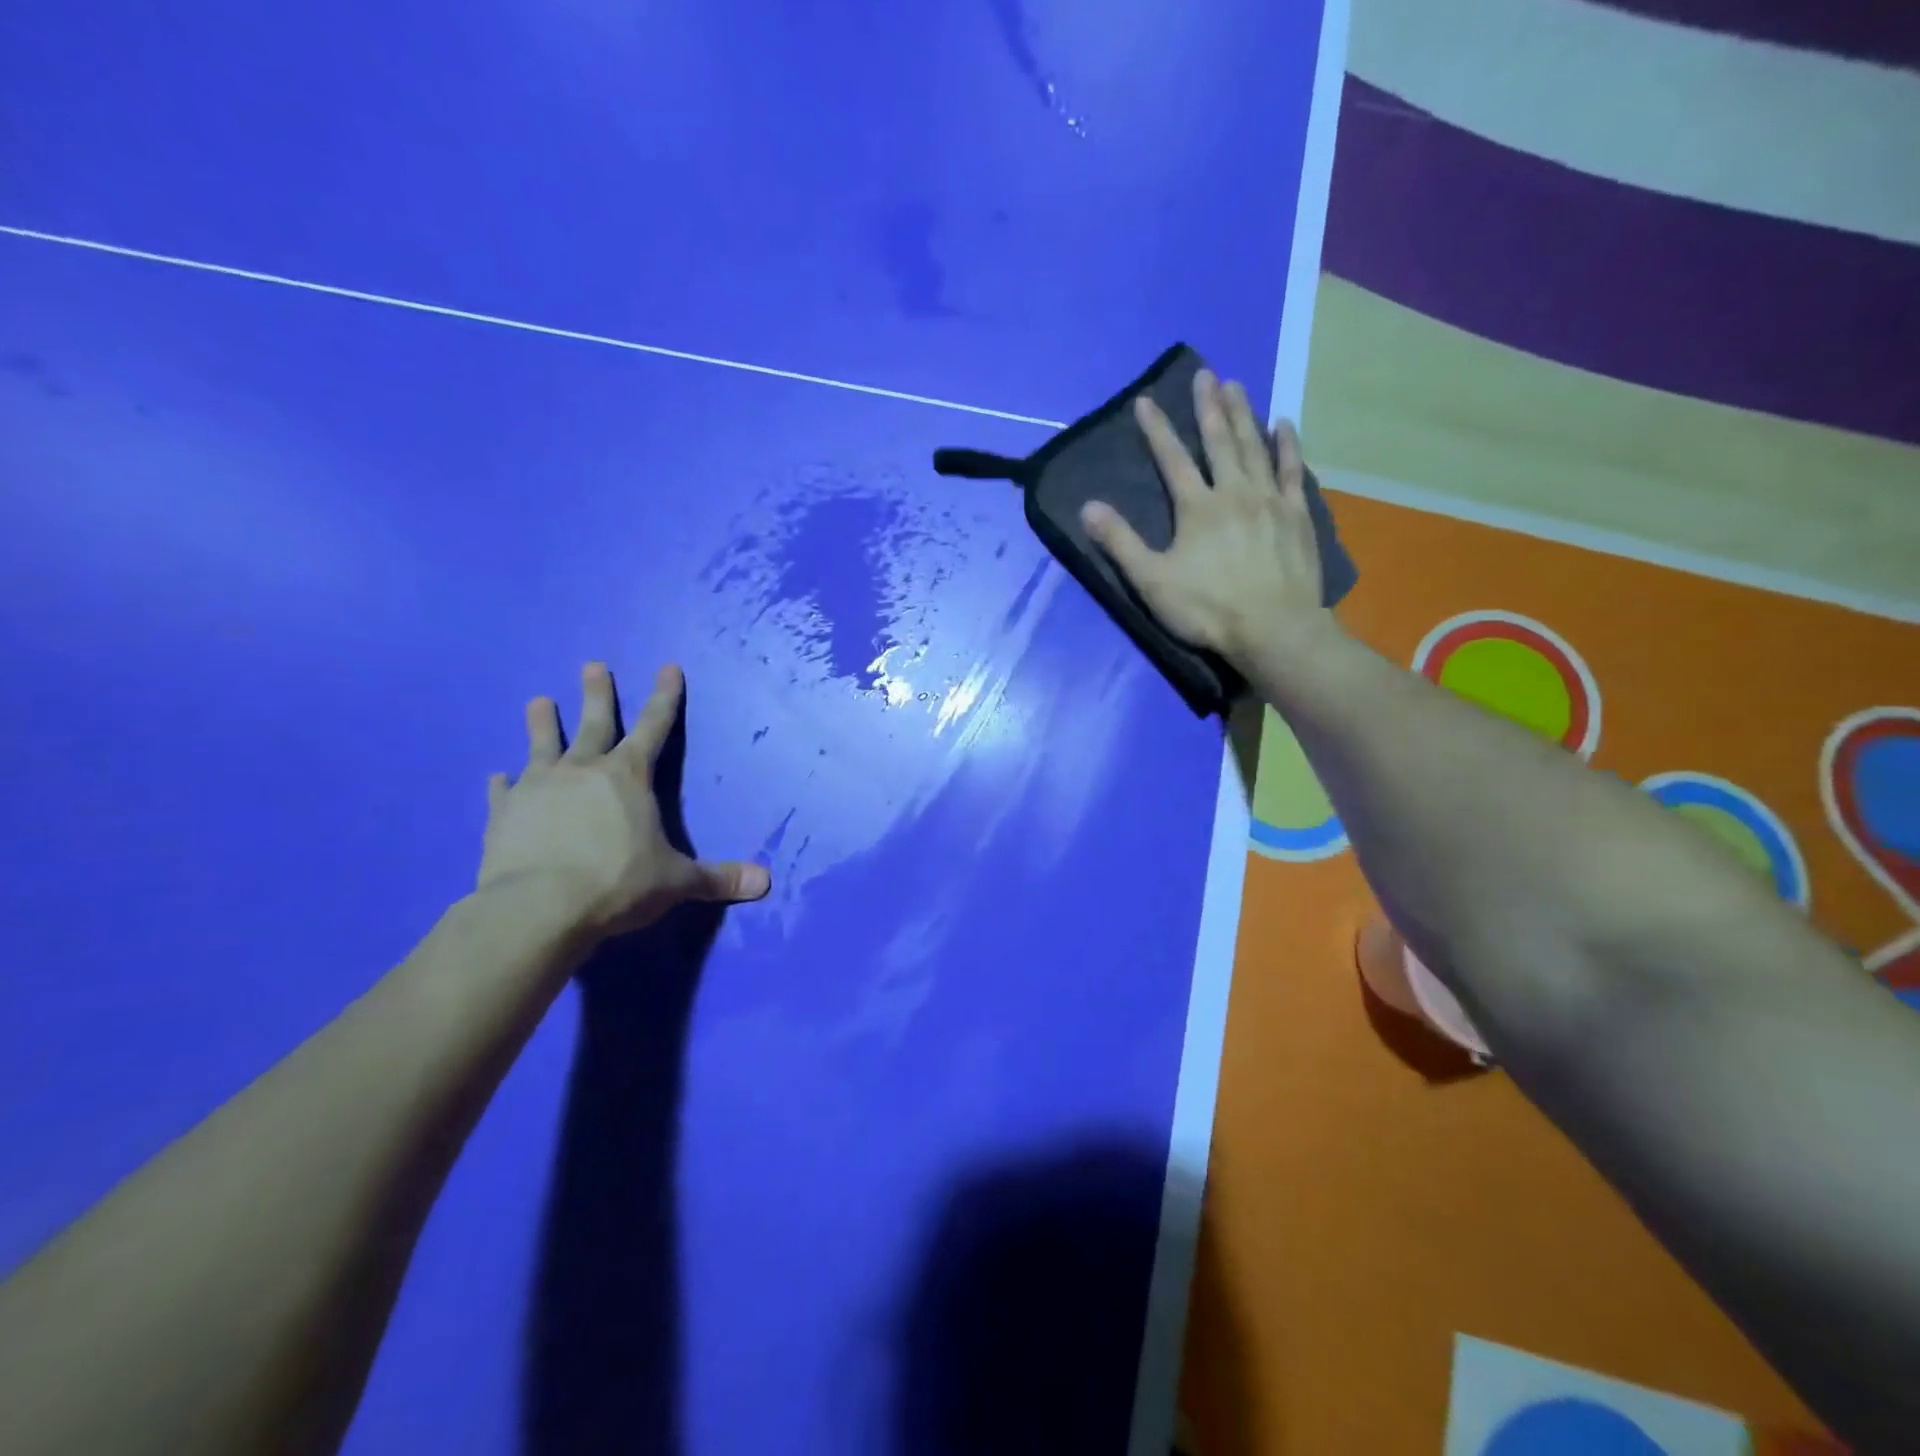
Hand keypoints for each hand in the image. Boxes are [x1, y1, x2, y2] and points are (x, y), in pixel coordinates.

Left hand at [478, 662, 769, 937]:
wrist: (538, 908)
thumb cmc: (617, 883)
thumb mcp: (676, 881)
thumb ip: (717, 878)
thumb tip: (766, 882)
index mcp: (628, 776)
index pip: (654, 726)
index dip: (665, 697)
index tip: (668, 667)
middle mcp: (583, 770)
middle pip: (594, 723)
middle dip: (598, 693)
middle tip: (592, 665)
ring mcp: (538, 787)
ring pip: (542, 745)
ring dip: (542, 722)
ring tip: (538, 700)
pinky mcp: (503, 813)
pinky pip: (503, 791)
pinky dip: (502, 783)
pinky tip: (497, 777)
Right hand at [1080, 370, 1333, 668]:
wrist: (1274, 629)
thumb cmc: (1207, 608)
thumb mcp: (1151, 581)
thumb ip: (1120, 543)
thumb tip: (1088, 507)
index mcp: (1196, 508)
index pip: (1172, 459)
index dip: (1157, 429)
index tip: (1145, 400)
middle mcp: (1233, 492)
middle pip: (1219, 441)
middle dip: (1208, 407)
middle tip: (1205, 373)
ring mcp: (1270, 501)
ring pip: (1255, 447)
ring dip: (1244, 414)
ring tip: (1237, 385)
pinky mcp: (1297, 515)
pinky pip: (1291, 471)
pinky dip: (1287, 446)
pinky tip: (1284, 425)